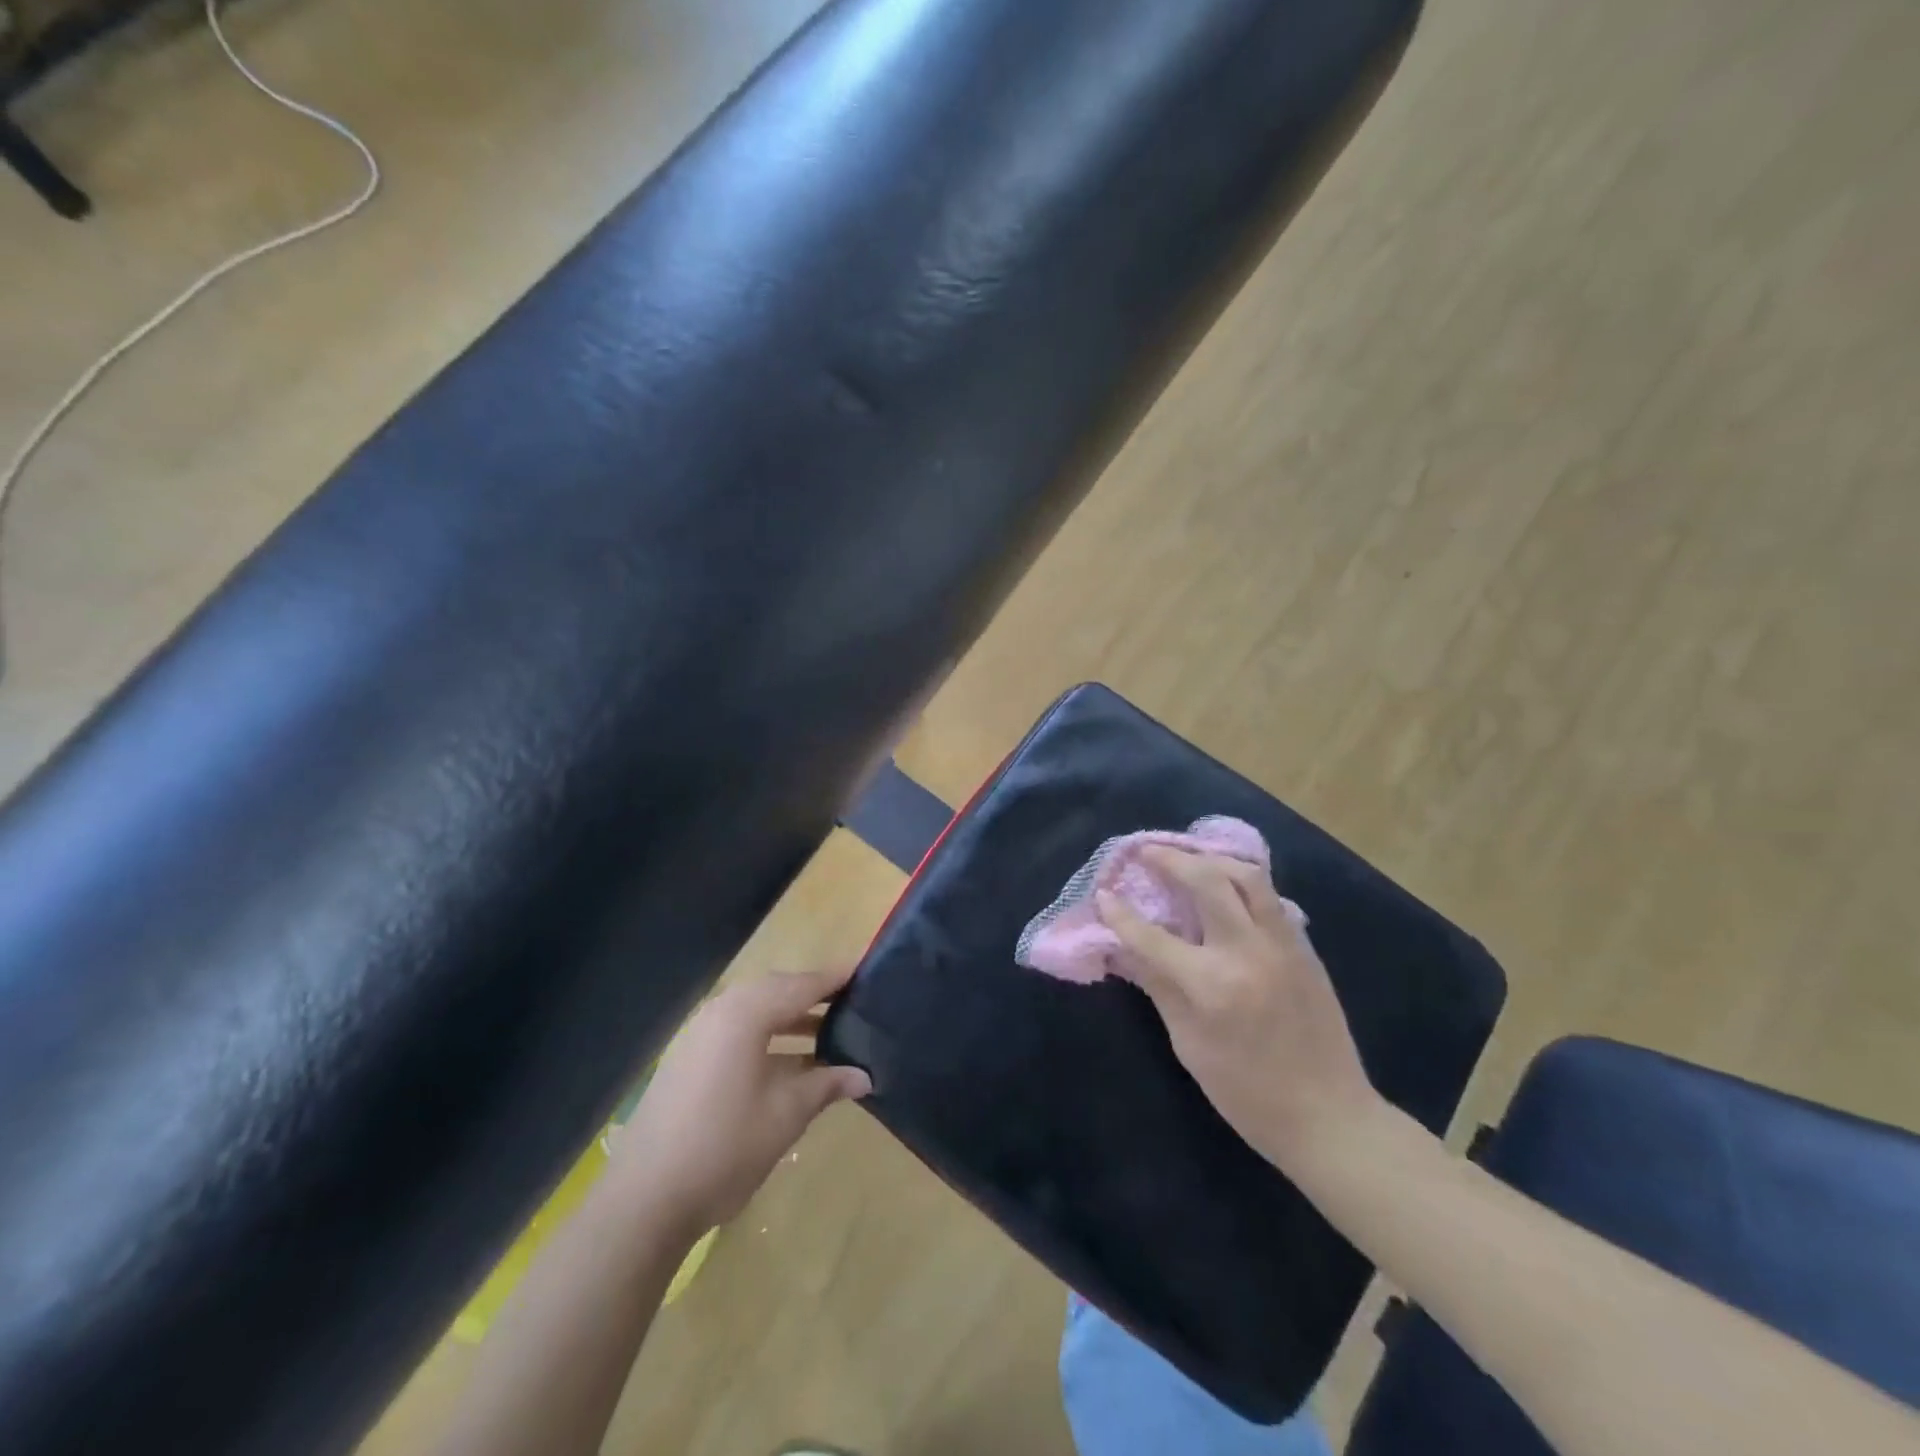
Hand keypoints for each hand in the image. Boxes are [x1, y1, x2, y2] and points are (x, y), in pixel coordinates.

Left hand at [609, 967, 870, 1236]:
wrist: (644, 1199)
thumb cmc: (725, 1147)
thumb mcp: (786, 1114)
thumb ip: (826, 1085)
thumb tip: (864, 1075)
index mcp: (746, 1014)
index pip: (802, 985)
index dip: (836, 978)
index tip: (867, 970)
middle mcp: (721, 1011)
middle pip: (778, 990)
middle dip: (814, 996)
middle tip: (853, 1003)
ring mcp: (700, 1035)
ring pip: (757, 1011)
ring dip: (792, 1018)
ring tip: (830, 1033)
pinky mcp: (690, 1059)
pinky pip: (739, 1031)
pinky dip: (769, 1037)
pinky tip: (791, 1062)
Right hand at [1096, 849, 1383, 1172]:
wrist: (1329, 1116)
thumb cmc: (1247, 1093)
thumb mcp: (1189, 1045)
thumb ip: (1158, 987)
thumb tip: (1124, 950)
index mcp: (1211, 984)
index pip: (1152, 935)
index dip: (1121, 913)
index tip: (1103, 893)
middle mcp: (1247, 952)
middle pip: (1207, 881)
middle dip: (1171, 859)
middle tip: (1146, 851)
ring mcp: (1282, 945)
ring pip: (1247, 877)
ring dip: (1212, 860)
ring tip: (1188, 858)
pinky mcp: (1304, 948)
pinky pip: (1270, 898)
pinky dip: (1242, 882)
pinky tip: (1226, 885)